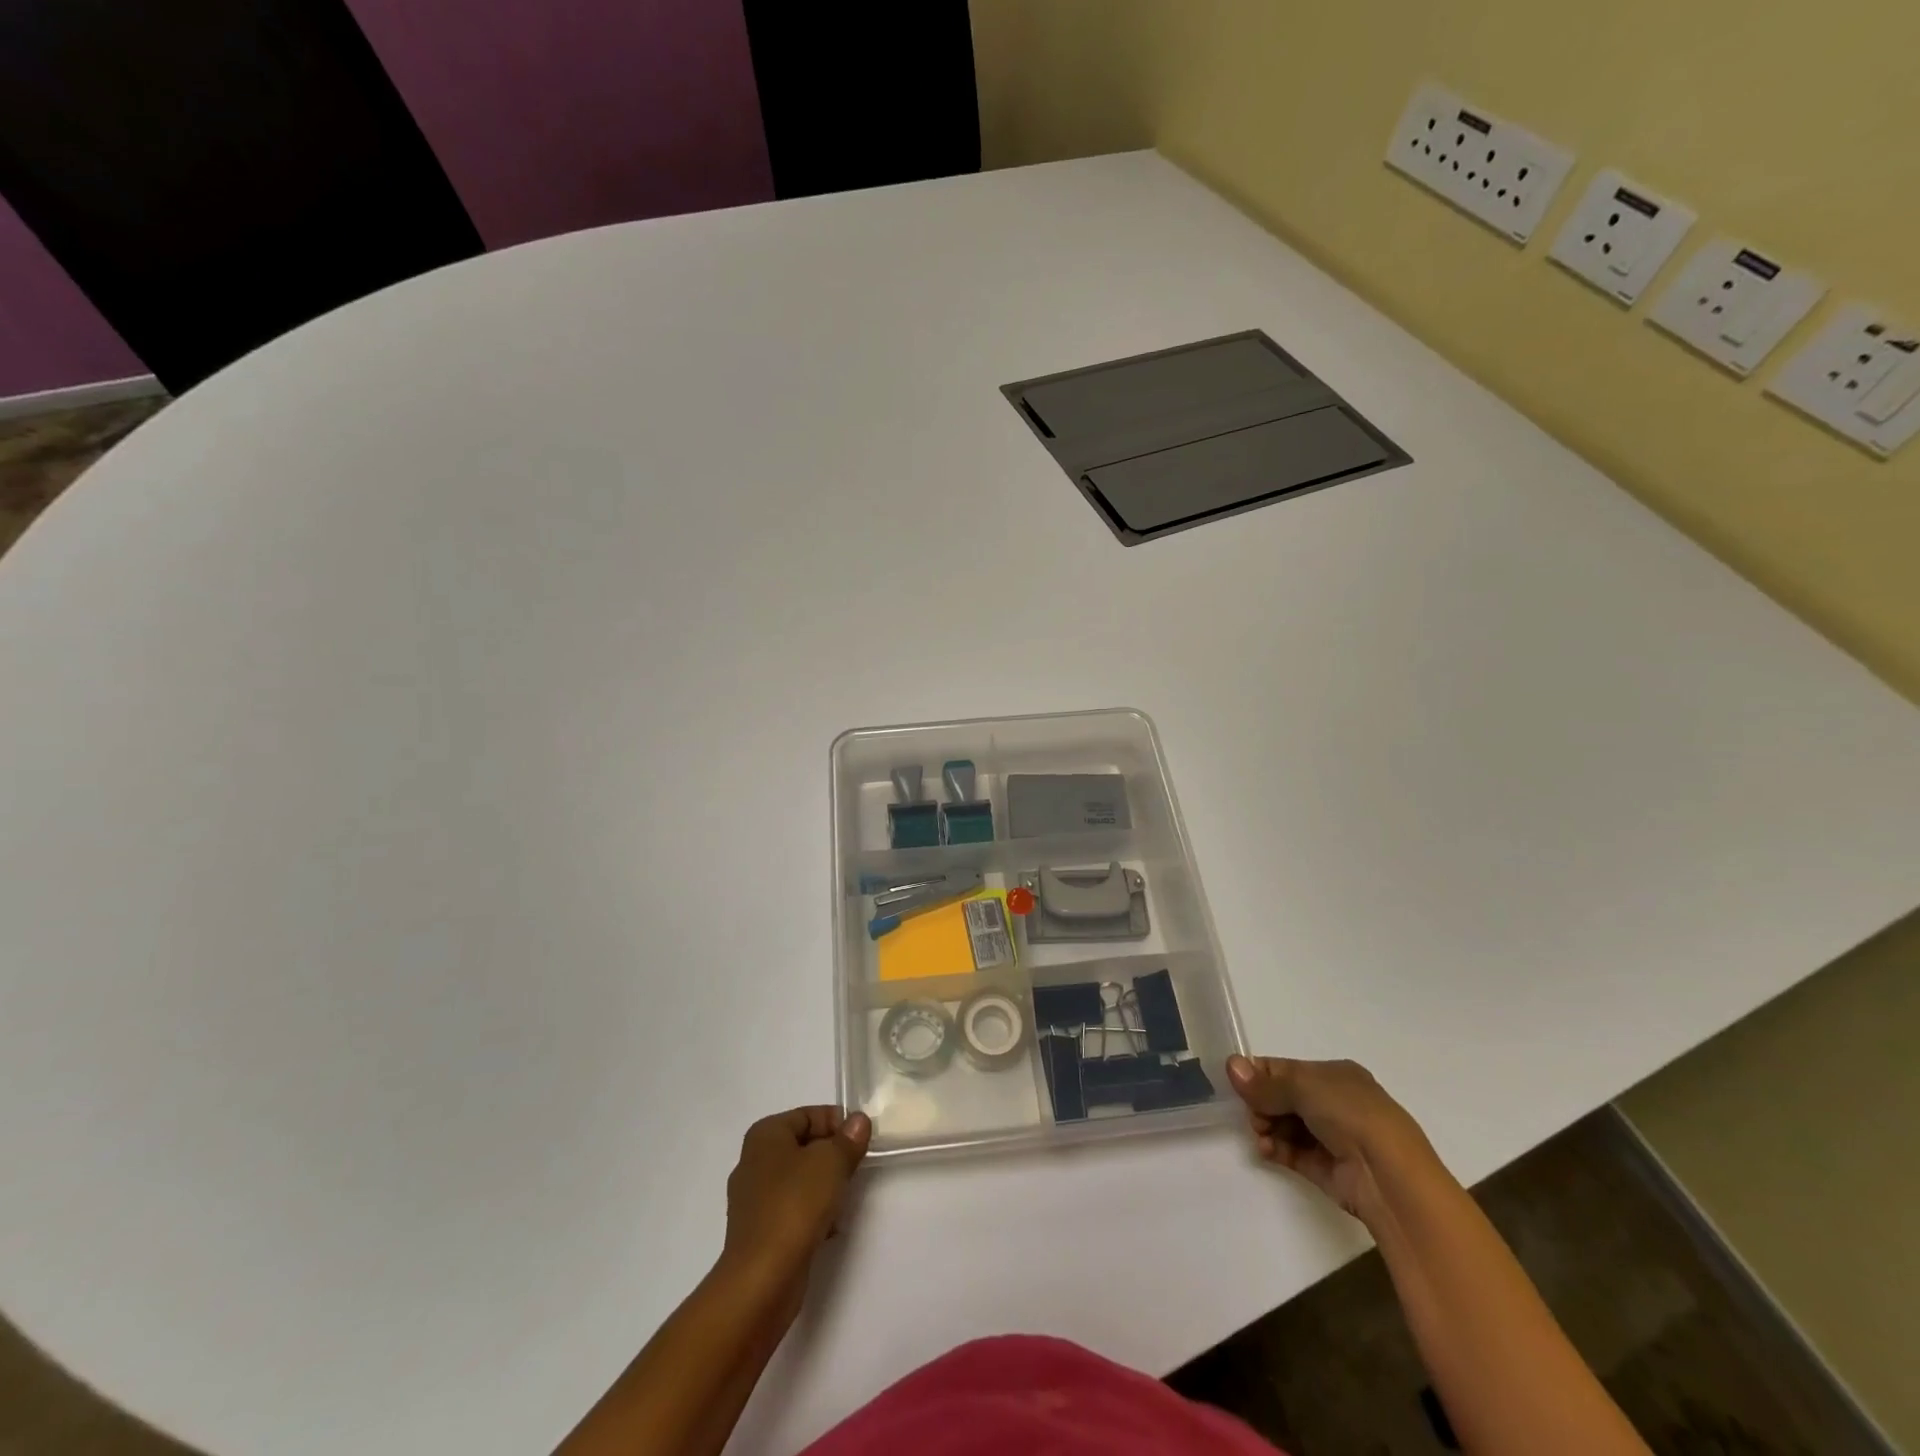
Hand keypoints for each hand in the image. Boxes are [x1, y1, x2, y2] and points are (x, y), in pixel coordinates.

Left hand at [721, 1107, 870, 1293]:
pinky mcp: (759, 1231)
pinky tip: (830, 1227)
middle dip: (832, 1155)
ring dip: (824, 1185)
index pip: (808, 1115)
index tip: (861, 1140)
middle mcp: (754, 1161)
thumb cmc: (795, 1206)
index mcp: (765, 1135)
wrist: (762, 1280)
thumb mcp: (831, 1162)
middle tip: (856, 1167)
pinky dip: (812, 1213)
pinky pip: (792, 1209)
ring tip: (845, 1199)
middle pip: (804, 1146)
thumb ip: (848, 1139)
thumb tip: (858, 1121)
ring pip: (800, 1179)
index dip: (837, 1123)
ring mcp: (754, 1199)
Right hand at [1226, 1055, 1431, 1220]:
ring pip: (1286, 1125)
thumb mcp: (1303, 1087)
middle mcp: (1335, 1103)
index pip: (1287, 1070)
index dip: (1261, 1075)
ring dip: (1266, 1127)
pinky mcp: (1327, 1168)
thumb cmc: (1350, 1114)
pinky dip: (1276, 1149)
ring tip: (1260, 1134)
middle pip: (1283, 1098)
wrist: (1390, 1176)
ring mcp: (1332, 1137)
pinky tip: (1265, 1149)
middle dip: (1262, 1104)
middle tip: (1254, 1114)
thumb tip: (1230, 1065)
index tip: (1239, 1084)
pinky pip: (1293, 1152)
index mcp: (1335, 1075)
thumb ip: (1264, 1082)